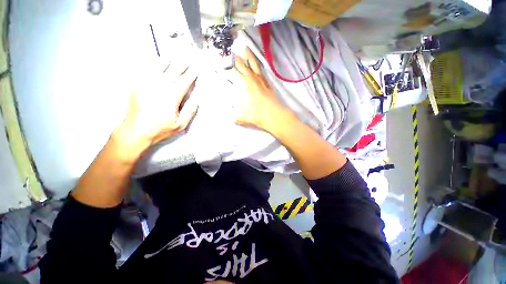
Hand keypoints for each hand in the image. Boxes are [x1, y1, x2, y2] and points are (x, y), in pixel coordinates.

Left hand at [114, 62, 197, 150]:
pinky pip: (144, 73)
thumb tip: (195, 101)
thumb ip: (189, 112)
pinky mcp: (137, 88)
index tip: (195, 70)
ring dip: (165, 62)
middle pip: (172, 74)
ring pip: (158, 70)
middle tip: (186, 59)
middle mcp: (159, 89)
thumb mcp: (180, 125)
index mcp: (171, 98)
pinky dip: (150, 67)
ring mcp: (146, 87)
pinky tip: (153, 62)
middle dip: (180, 66)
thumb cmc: (160, 129)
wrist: (136, 131)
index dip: (190, 76)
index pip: (183, 83)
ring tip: (171, 56)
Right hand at [231, 48, 287, 130]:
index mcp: (242, 83)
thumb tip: (231, 117)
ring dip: (247, 54)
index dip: (225, 67)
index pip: (231, 71)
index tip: (220, 64)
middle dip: (233, 58)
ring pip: (252, 62)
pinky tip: (256, 62)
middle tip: (229, 52)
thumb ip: (235, 116)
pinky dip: (257, 63)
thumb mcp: (241, 117)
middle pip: (241, 64)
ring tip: (243, 46)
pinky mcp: (266, 81)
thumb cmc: (256, 114)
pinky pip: (260, 69)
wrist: (273, 114)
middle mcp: (250, 78)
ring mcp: (259, 78)